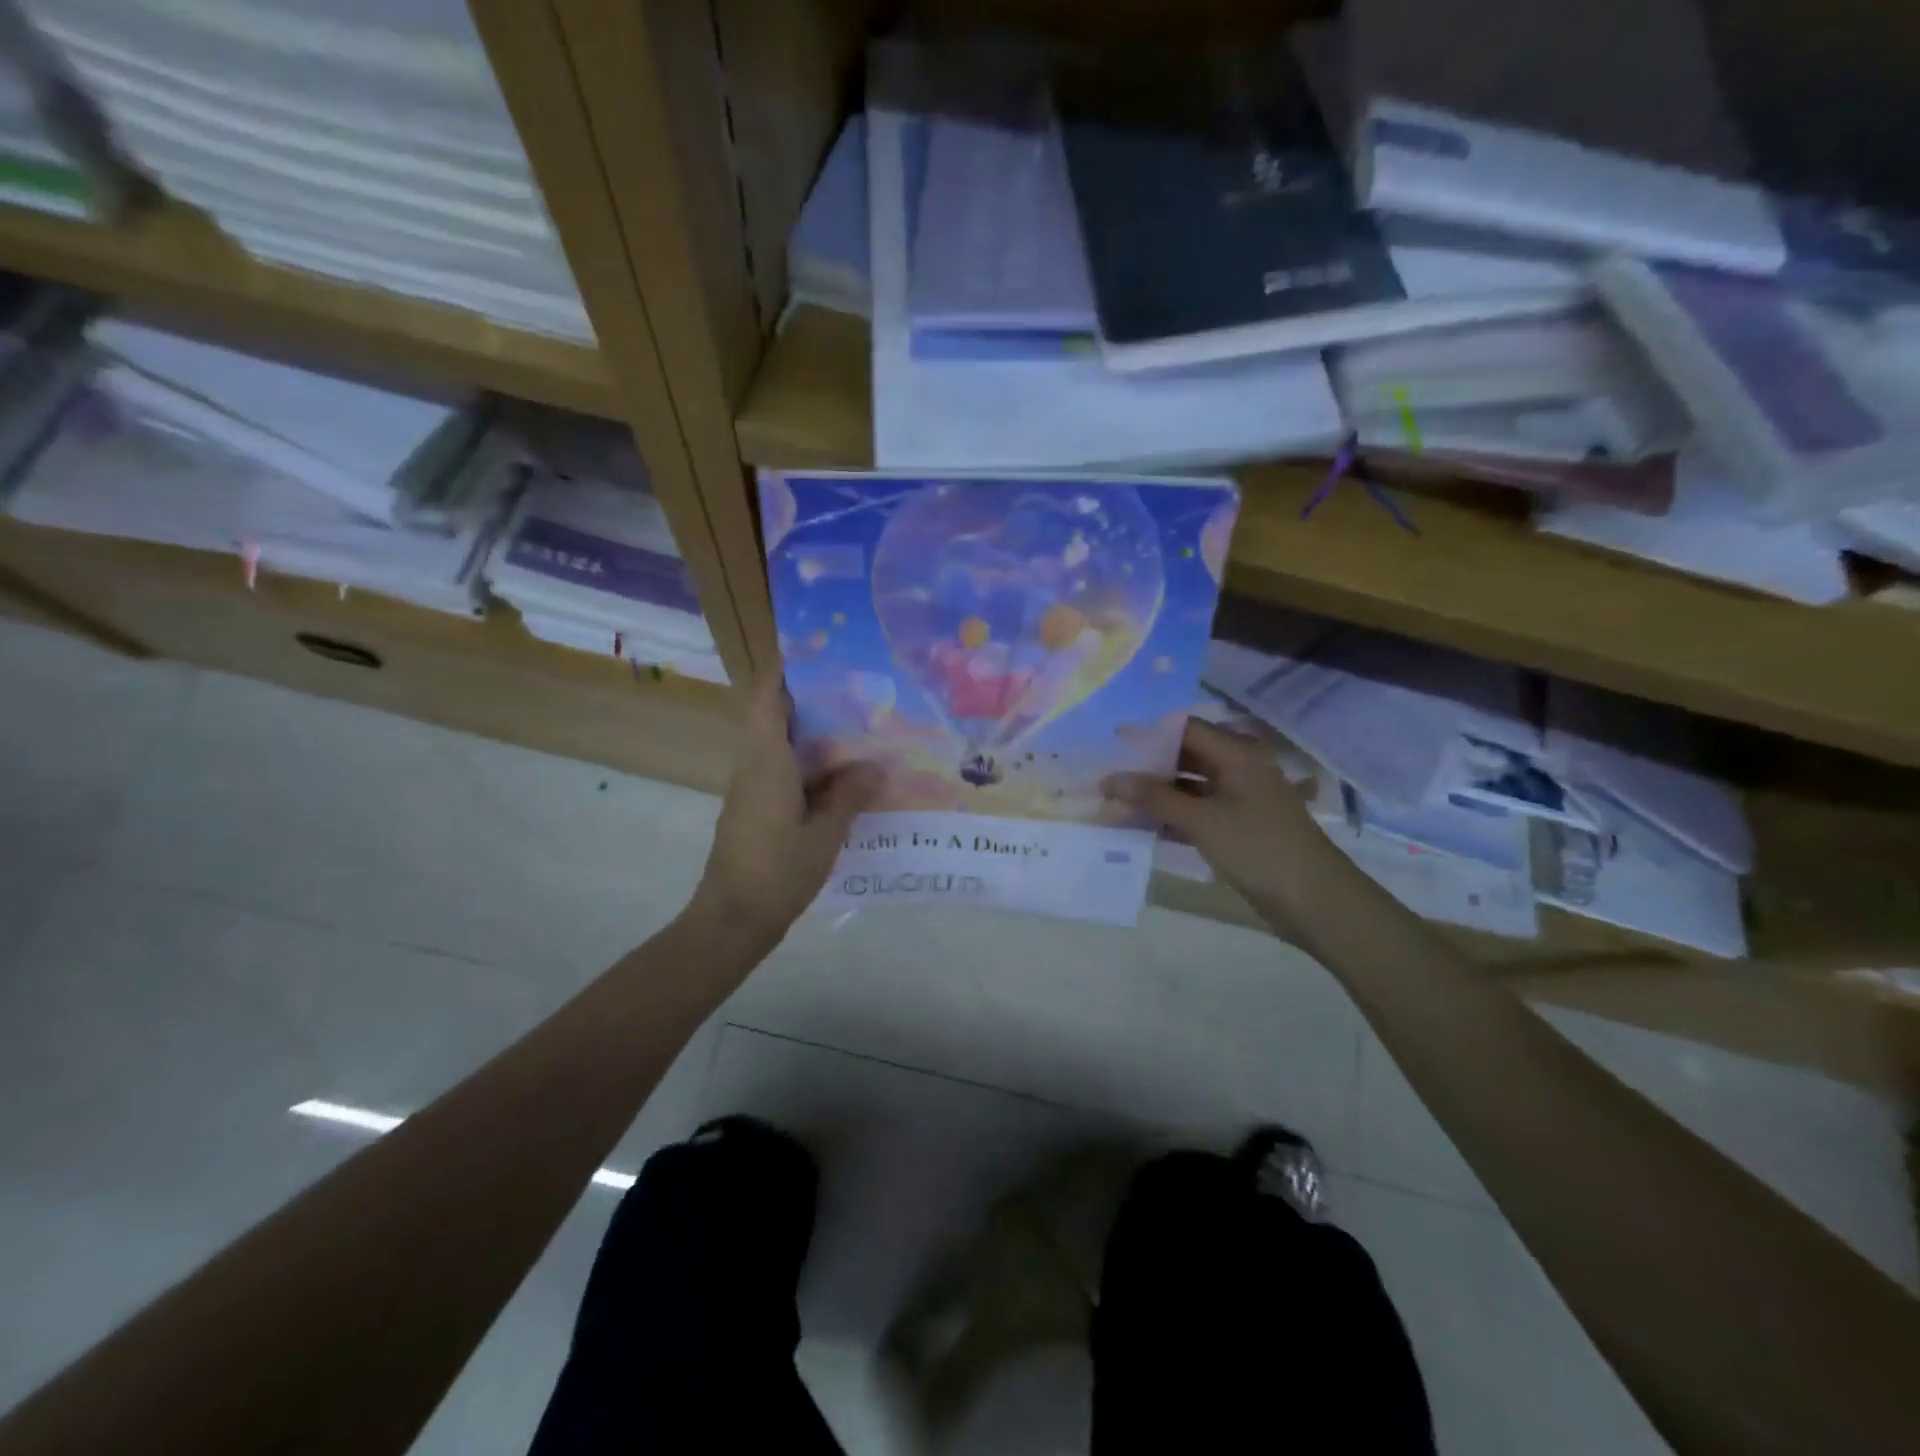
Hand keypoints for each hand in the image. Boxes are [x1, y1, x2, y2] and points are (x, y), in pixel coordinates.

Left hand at [690, 673, 881, 942]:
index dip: (784, 670)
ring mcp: (751, 791)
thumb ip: (849, 796)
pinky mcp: (755, 812)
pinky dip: (811, 770)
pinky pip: (784, 776)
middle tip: (858, 695)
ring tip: (861, 734)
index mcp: (766, 762)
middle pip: (777, 721)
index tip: (813, 652)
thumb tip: (874, 765)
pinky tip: (844, 782)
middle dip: (813, 704)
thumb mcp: (824, 834)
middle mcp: (754, 768)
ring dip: (815, 741)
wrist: (732, 920)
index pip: (767, 699)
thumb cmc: (777, 871)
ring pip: (783, 751)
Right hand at [1104, 718, 1326, 911]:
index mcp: (1237, 755)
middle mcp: (1237, 770)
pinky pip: (1194, 814)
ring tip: (1111, 805)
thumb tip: (1110, 779)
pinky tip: (1137, 827)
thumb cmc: (1259, 848)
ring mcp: (1237, 800)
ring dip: (1153, 797)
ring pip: (1186, 789)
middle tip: (1104, 778)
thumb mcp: (1203, 821)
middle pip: (1183, 758)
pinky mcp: (1235, 828)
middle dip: (1145, 770)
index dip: (1147, 734)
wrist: (1314, 901)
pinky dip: (1168, 818)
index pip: (1185, 730)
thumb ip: (1155, 798)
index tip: (1109, 743)